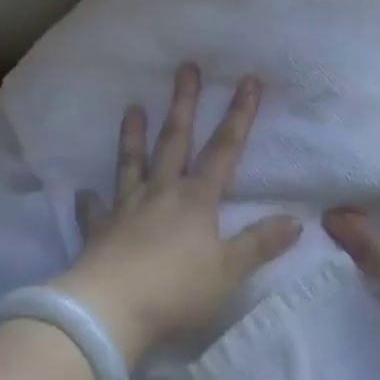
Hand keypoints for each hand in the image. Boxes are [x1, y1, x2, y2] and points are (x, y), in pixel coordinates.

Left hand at [51, 64, 301, 367]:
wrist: (111, 311)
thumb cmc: (177, 291)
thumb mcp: (229, 272)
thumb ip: (260, 244)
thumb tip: (296, 221)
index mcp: (196, 199)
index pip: (224, 149)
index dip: (239, 114)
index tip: (248, 80)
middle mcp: (161, 193)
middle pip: (175, 140)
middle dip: (183, 103)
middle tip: (185, 67)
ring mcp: (126, 208)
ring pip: (132, 163)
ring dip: (133, 135)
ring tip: (132, 107)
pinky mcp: (99, 231)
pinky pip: (94, 212)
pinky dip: (89, 202)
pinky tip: (83, 194)